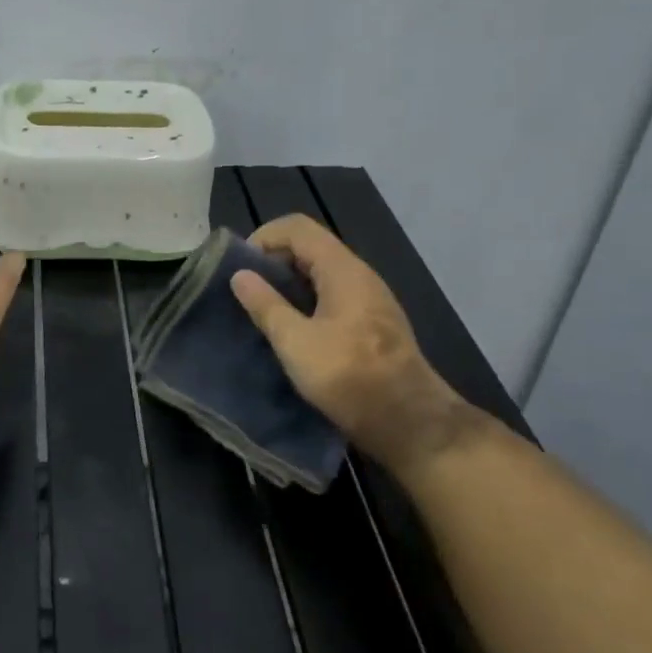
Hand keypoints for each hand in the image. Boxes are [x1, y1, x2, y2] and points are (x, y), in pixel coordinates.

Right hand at [229, 214, 473, 479]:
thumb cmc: (350, 378)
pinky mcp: (371, 323)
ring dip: (287, 282)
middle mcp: (359, 275)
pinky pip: (331, 294)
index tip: (240, 268)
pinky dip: (305, 299)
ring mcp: (369, 299)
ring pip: (320, 272)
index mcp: (343, 270)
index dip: (263, 237)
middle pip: (309, 246)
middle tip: (245, 290)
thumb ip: (266, 305)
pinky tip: (290, 329)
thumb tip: (240, 275)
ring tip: (261, 309)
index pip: (297, 227)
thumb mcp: (296, 343)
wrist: (411, 424)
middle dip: (272, 260)